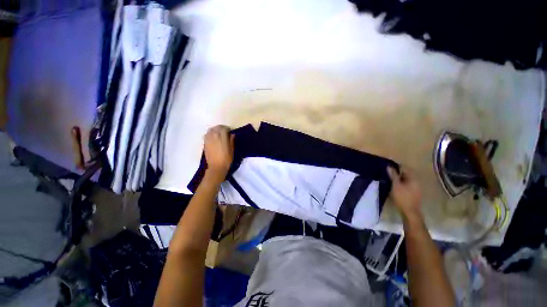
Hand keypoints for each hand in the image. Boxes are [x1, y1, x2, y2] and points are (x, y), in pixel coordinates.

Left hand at [204, 125, 234, 178]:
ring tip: (219, 134)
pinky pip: (207, 134)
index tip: (230, 131)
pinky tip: (214, 137)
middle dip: (221, 128)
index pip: (224, 128)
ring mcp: (208, 139)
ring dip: (215, 130)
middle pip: (217, 127)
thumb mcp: (232, 150)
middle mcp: (214, 136)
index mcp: (222, 137)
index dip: (228, 129)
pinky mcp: (205, 143)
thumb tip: (232, 134)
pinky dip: (210, 133)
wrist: (216, 167)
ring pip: (211, 129)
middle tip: (225, 132)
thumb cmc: (226, 159)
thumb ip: (231, 140)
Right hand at [387, 166, 421, 218]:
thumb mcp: (395, 185)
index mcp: (413, 179)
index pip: (405, 169)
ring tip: (390, 180)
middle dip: (398, 173)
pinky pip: (407, 185)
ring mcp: (417, 188)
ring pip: (407, 180)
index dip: (397, 167)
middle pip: (406, 175)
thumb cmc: (402, 197)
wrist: (410, 212)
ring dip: (399, 179)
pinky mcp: (415, 194)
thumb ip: (393, 176)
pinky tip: (396, 187)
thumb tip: (389, 166)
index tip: (389, 167)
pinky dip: (402, 184)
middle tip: (388, 174)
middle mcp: (417, 182)